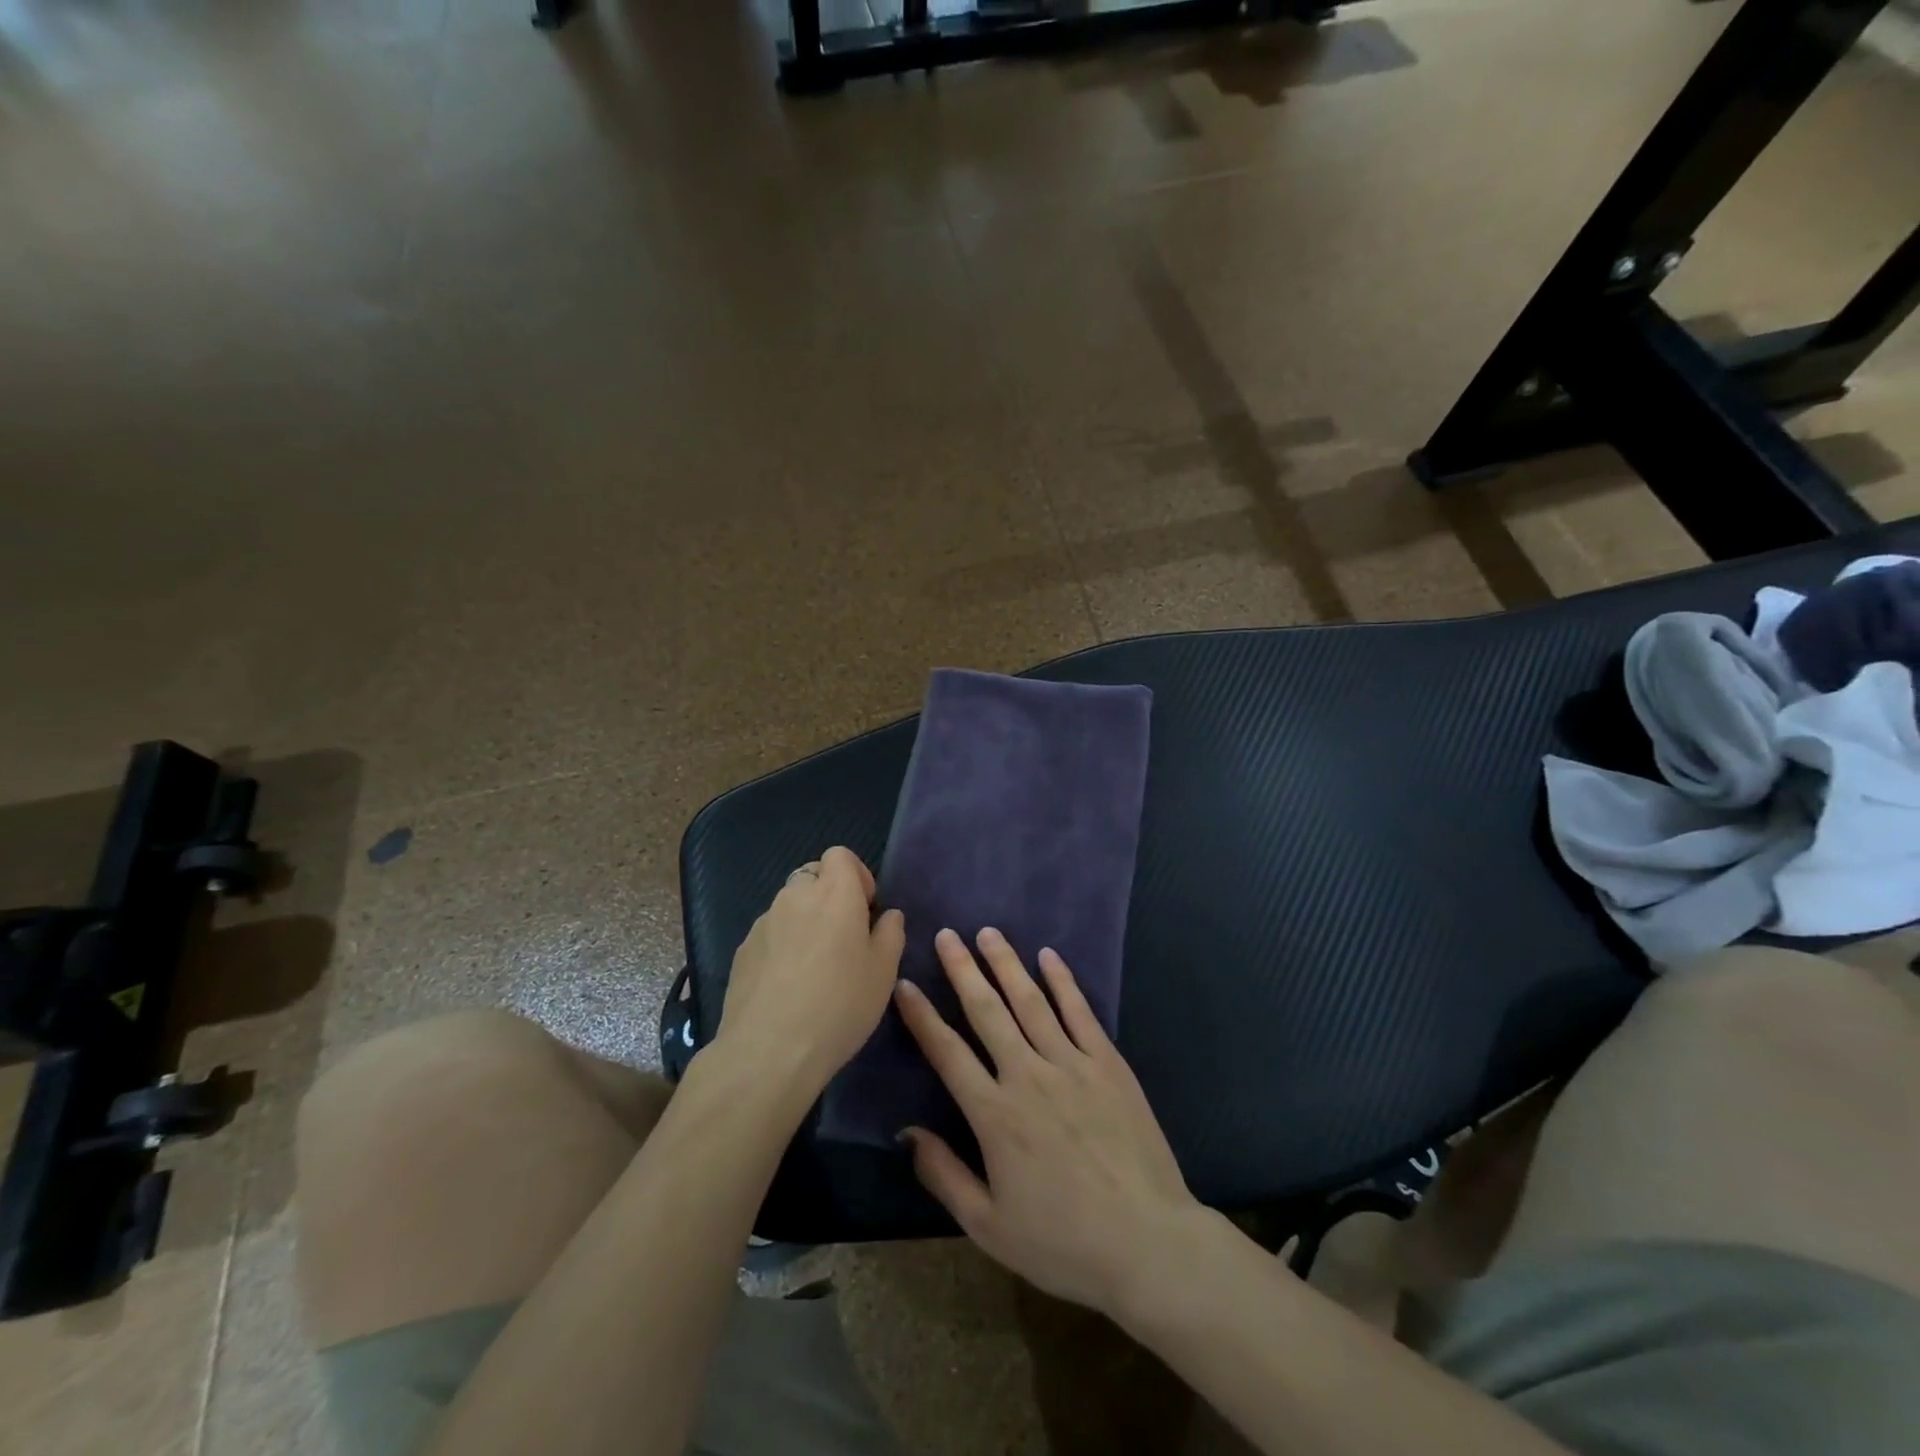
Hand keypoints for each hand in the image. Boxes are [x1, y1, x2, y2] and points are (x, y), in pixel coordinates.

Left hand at [717, 847, 904, 1094]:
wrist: (769, 1050)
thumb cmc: (840, 1005)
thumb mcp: (884, 972)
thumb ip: (890, 934)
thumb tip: (887, 915)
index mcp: (835, 893)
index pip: (840, 855)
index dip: (856, 875)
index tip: (865, 909)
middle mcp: (796, 896)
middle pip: (813, 875)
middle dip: (830, 895)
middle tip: (844, 936)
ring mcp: (764, 922)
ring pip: (789, 904)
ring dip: (805, 919)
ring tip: (815, 964)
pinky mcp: (743, 949)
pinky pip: (770, 932)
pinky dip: (782, 943)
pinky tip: (788, 984)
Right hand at [894, 928, 1200, 1317]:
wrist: (1147, 1243)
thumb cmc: (1063, 1242)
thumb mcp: (989, 1226)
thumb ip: (944, 1175)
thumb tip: (907, 1131)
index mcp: (995, 1114)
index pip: (947, 1052)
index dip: (922, 1016)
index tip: (905, 984)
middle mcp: (1028, 1076)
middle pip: (987, 1011)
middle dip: (963, 970)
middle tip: (946, 935)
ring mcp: (1072, 1064)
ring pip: (1031, 1002)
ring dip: (1007, 964)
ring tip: (988, 933)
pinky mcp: (1109, 1064)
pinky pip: (1080, 1013)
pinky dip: (1063, 982)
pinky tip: (1049, 957)